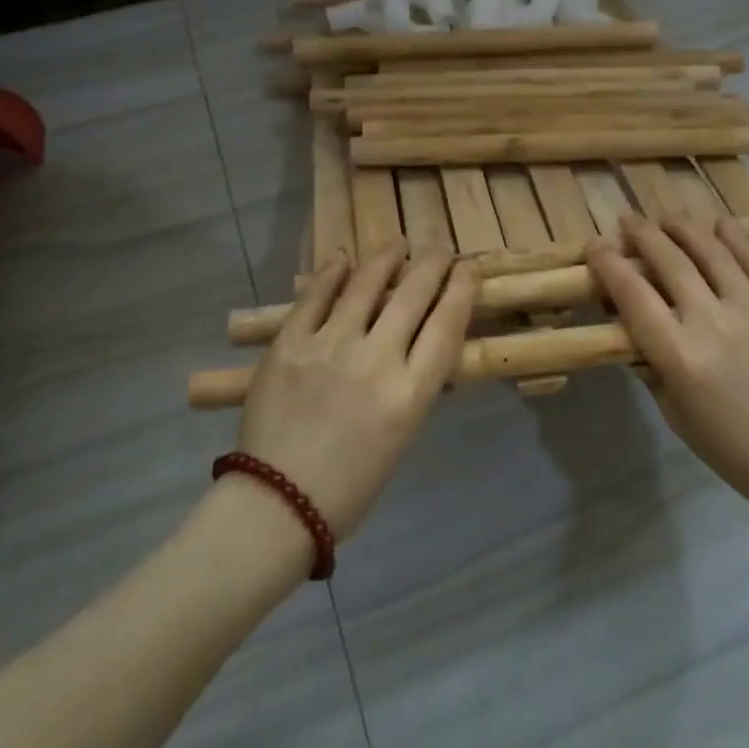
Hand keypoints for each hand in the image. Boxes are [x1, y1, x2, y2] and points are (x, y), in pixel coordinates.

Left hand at [235, 246, 478, 537]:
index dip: (463, 288)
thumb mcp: (402, 435)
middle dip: (433, 265)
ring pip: (366, 284)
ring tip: (398, 244)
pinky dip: (332, 273)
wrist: (278, 503)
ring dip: (387, 258)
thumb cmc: (350, 484)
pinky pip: (315, 296)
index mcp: (410, 394)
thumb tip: (420, 340)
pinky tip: (343, 259)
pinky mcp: (290, 343)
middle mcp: (376, 360)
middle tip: (441, 251)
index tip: (470, 267)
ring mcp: (329, 346)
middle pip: (413, 295)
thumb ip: (413, 383)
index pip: (447, 323)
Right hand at [587, 214, 748, 517]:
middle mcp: (713, 322)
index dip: (608, 263)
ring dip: (684, 228)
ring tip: (668, 218)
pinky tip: (720, 225)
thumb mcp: (675, 413)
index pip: (632, 294)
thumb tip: (634, 327)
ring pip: (712, 251)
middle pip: (669, 261)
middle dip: (642, 234)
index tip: (595, 246)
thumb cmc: (732, 447)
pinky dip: (736, 238)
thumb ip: (651, 365)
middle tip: (629, 221)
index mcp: (679, 355)